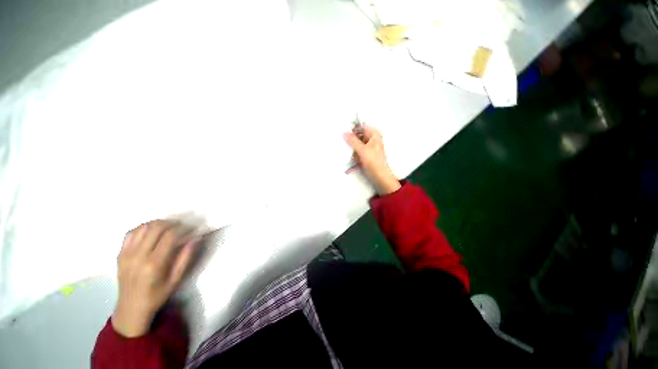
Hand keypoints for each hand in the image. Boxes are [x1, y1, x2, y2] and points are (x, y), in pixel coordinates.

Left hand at [112, 220, 197, 337]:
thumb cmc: (157, 295)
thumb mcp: (176, 279)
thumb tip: (196, 238)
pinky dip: (143, 228)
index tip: (192, 228)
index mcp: (154, 264)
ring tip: (168, 227)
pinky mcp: (120, 254)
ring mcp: (127, 254)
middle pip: (156, 228)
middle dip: (172, 223)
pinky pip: (131, 233)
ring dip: (158, 223)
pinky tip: (152, 231)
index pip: (170, 236)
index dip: (183, 228)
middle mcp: (139, 256)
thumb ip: (186, 257)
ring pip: (143, 227)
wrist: (131, 307)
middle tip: (181, 225)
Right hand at [344, 125, 400, 194]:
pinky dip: (356, 154)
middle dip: (352, 141)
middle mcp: (372, 139)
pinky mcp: (366, 153)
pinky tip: (357, 159)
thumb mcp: (362, 150)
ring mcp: (369, 146)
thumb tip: (344, 133)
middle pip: (358, 135)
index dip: (352, 129)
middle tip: (350, 147)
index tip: (344, 133)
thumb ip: (352, 140)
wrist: (379, 175)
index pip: (361, 126)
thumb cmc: (374, 162)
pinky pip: (358, 151)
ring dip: (354, 149)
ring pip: (357, 144)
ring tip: (356, 156)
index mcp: (374, 134)